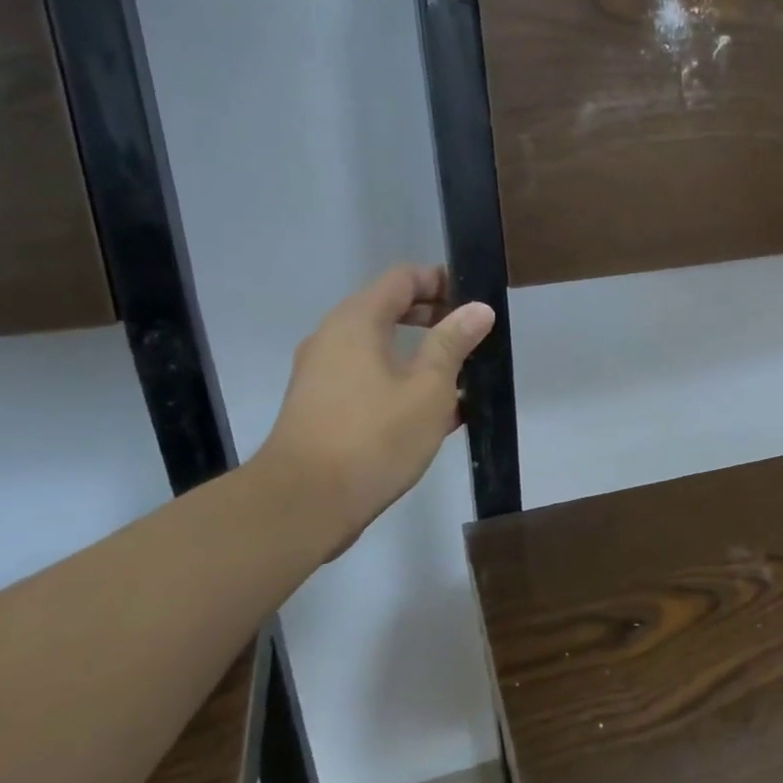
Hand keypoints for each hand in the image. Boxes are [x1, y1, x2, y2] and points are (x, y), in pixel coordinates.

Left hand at [253, 265, 495, 557]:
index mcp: (356, 322)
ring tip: (464, 378)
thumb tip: (478, 309)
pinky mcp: (323, 409)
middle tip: (474, 337)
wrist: (304, 504)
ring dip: (421, 357)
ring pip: (381, 350)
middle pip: (389, 311)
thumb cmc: (374, 437)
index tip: (475, 299)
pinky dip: (402, 384)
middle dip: (434, 319)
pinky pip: (370, 381)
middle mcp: (334, 339)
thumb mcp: (428, 388)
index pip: (402, 279)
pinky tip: (436, 415)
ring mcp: (323, 376)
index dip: (441, 281)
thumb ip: (453, 343)